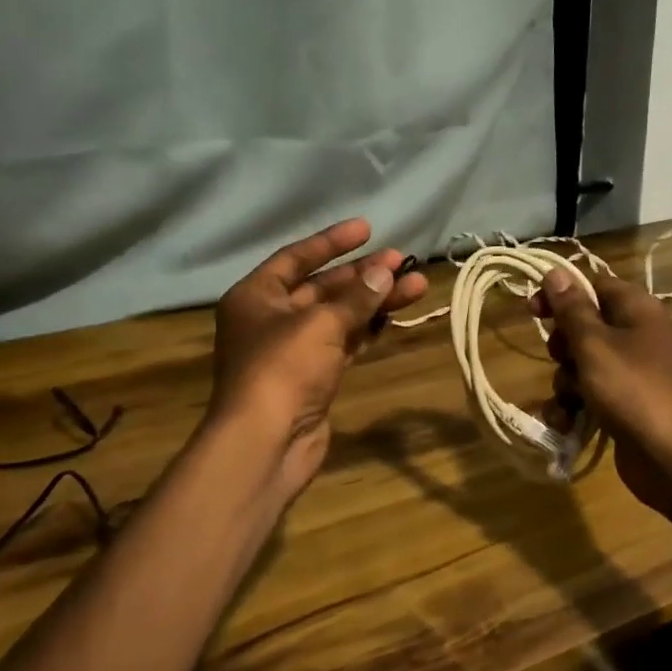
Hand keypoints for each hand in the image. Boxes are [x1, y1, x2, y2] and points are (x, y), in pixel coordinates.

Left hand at [211, 218, 427, 494]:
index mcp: (256, 296)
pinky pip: (344, 343)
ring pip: (338, 317)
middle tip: (402, 262)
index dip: (332, 242)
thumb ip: (356, 296)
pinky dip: (367, 331)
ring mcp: (293, 350)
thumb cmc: (283, 368)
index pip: (296, 257)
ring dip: (373, 302)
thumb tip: (385, 272)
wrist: (267, 441)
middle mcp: (271, 319)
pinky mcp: (313, 377)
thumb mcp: (320, 323)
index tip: (367, 229)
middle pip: (322, 287)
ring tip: (416, 285)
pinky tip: (394, 317)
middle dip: (363, 274)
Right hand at [533, 267, 671, 518]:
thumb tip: (556, 271)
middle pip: (584, 327)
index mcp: (636, 310)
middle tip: (562, 359)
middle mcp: (636, 336)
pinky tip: (567, 423)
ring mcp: (631, 373)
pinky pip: (589, 395)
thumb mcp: (595, 345)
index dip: (561, 294)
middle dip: (563, 346)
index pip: (592, 285)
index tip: (533, 310)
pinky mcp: (624, 405)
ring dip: (565, 382)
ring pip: (581, 364)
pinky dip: (574, 407)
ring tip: (570, 401)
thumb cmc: (634, 390)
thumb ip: (572, 309)